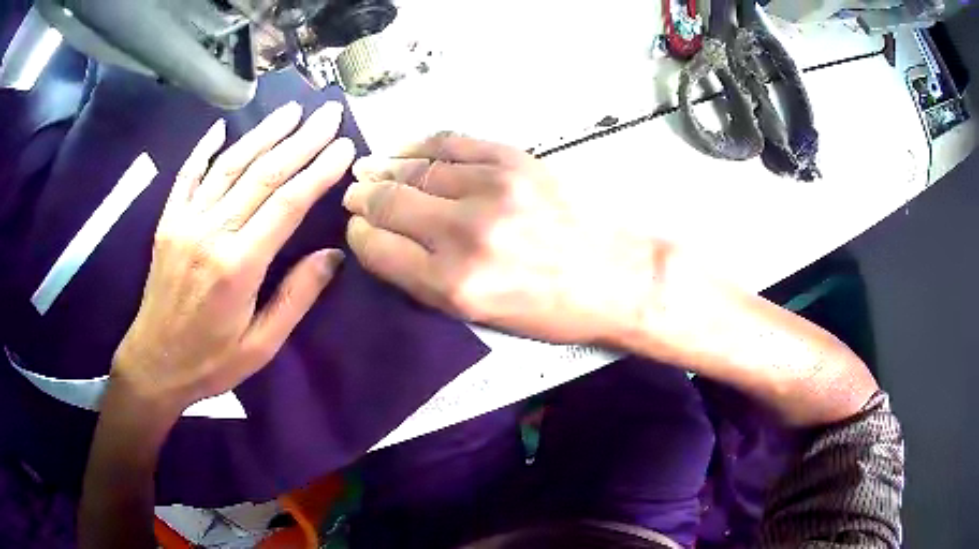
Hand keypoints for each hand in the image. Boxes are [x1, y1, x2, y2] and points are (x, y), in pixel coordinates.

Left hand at [111, 101, 354, 420]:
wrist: (155, 364)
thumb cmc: (211, 362)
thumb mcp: (262, 344)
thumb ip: (296, 297)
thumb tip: (333, 255)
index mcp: (238, 266)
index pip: (287, 204)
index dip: (319, 171)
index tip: (344, 146)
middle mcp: (211, 233)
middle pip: (262, 174)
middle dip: (301, 140)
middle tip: (328, 114)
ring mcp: (185, 222)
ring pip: (229, 166)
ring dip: (262, 134)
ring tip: (291, 110)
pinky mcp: (168, 222)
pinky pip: (188, 176)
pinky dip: (204, 149)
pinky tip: (222, 127)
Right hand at [342, 134, 664, 343]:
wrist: (618, 276)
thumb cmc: (553, 309)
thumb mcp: (483, 317)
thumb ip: (428, 280)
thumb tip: (388, 242)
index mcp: (452, 284)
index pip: (378, 248)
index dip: (359, 235)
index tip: (358, 228)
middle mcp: (463, 233)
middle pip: (388, 203)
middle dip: (363, 198)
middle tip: (356, 194)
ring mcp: (489, 189)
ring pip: (415, 169)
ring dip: (386, 169)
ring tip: (372, 169)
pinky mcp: (513, 161)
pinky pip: (451, 142)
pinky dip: (421, 145)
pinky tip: (408, 150)